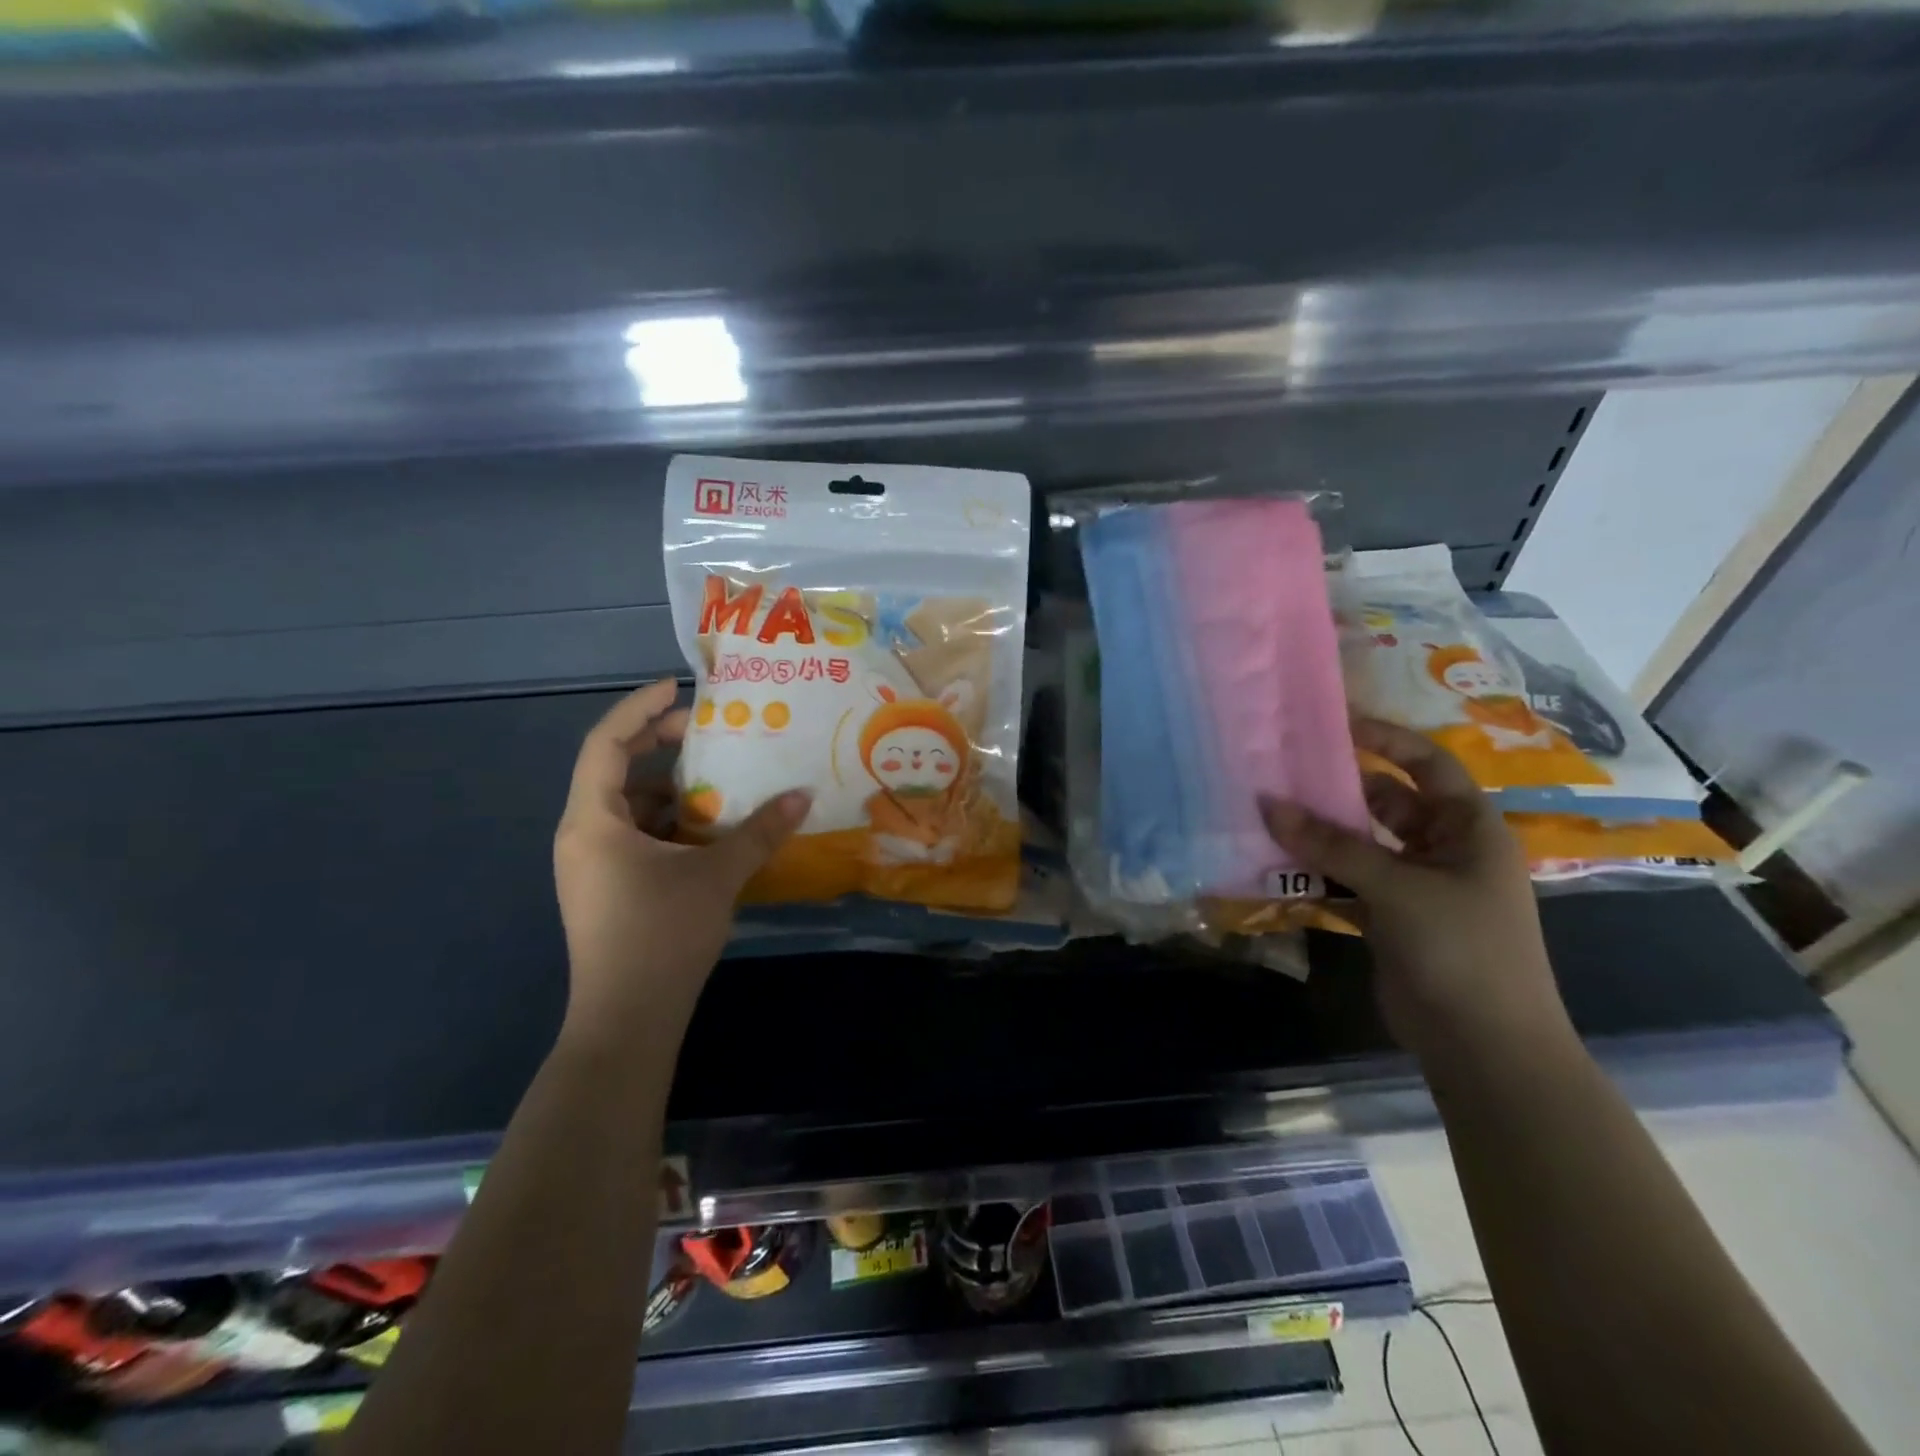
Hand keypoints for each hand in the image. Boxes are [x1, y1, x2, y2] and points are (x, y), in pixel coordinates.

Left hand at [553, 681, 810, 1037]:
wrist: (626, 1021)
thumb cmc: (662, 936)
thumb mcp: (717, 875)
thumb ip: (760, 831)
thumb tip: (804, 795)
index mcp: (593, 821)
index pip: (606, 744)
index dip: (639, 709)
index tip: (677, 688)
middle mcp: (582, 834)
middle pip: (613, 769)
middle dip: (657, 743)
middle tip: (703, 728)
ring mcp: (590, 864)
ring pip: (626, 805)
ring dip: (667, 786)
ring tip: (716, 776)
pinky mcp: (605, 887)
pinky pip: (633, 834)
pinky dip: (667, 820)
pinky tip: (707, 827)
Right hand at [1260, 718, 1571, 1062]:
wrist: (1483, 1045)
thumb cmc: (1460, 948)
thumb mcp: (1397, 887)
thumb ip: (1331, 845)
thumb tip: (1267, 802)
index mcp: (1468, 829)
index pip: (1427, 764)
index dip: (1385, 740)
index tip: (1332, 724)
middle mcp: (1443, 848)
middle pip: (1387, 800)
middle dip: (1339, 786)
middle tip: (1283, 767)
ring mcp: (1415, 885)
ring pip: (1361, 842)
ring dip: (1321, 830)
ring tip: (1269, 808)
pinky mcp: (1389, 916)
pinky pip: (1347, 878)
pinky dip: (1317, 869)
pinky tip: (1277, 860)